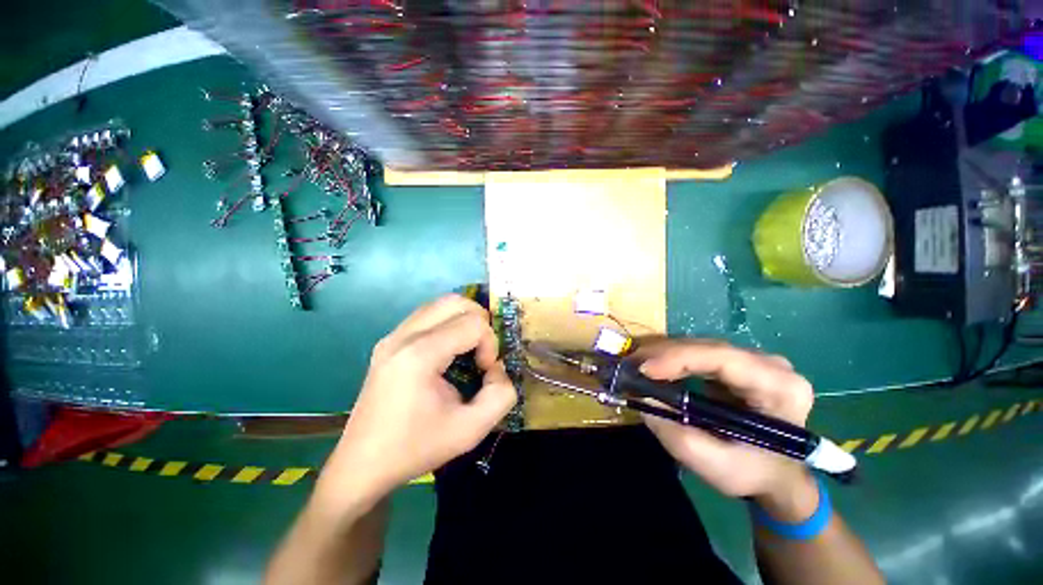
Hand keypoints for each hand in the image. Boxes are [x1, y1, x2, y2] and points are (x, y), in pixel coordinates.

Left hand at [317, 295, 517, 505]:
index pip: (472, 323)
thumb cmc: (416, 448)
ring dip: (464, 319)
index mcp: (420, 355)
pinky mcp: (389, 341)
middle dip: (480, 321)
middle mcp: (403, 336)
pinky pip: (427, 314)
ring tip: (469, 348)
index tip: (484, 371)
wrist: (363, 464)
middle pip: (456, 302)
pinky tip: (450, 349)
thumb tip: (497, 368)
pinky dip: (448, 322)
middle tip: (482, 351)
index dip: (490, 344)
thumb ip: (501, 395)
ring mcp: (393, 336)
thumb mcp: (471, 431)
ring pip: (440, 303)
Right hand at [638, 340, 816, 515]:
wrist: (777, 474)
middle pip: (708, 348)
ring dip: (664, 354)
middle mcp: (771, 364)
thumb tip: (641, 397)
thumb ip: (676, 434)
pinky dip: (672, 359)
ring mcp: (754, 360)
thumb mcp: (714, 466)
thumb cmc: (753, 473)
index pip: (724, 359)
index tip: (644, 369)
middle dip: (664, 354)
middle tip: (630, 364)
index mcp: (779, 388)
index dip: (679, 358)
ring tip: (636, 364)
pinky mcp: (738, 362)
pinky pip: (699, 354)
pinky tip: (654, 366)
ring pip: (700, 347)